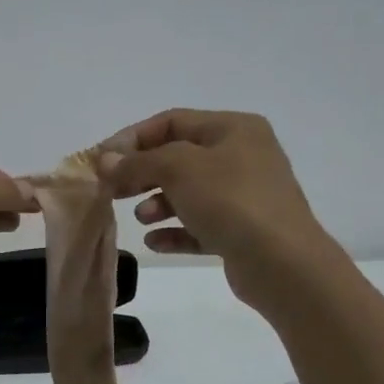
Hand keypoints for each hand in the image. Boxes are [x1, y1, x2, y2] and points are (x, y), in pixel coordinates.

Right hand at [99, 109, 338, 315]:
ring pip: (188, 192)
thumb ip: (137, 161)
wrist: (281, 262)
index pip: (171, 121)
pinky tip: (155, 242)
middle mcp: (242, 156)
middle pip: (178, 157)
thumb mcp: (177, 168)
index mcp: (233, 129)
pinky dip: (174, 231)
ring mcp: (244, 195)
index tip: (102, 160)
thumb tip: (106, 160)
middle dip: (142, 173)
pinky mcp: (241, 231)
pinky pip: (199, 225)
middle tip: (112, 190)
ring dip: (157, 203)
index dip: (132, 138)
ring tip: (142, 218)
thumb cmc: (230, 201)